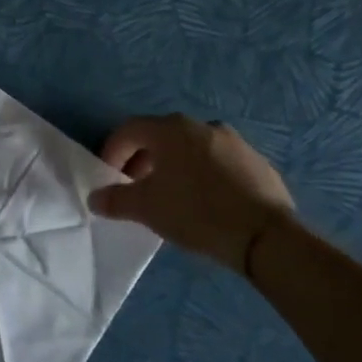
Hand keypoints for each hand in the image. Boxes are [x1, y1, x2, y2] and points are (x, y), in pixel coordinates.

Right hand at [87, 115, 294, 274]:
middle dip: (143, 159)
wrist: (265, 236)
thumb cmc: (196, 212)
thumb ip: (115, 199)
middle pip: (161, 136)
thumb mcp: (146, 208)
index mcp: (171, 129)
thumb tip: (95, 198)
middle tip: (137, 187)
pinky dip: (203, 175)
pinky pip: (219, 163)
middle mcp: (202, 126)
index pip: (130, 130)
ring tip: (171, 196)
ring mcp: (234, 142)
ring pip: (192, 148)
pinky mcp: (257, 162)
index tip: (109, 176)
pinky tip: (205, 202)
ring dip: (174, 166)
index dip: (113, 150)